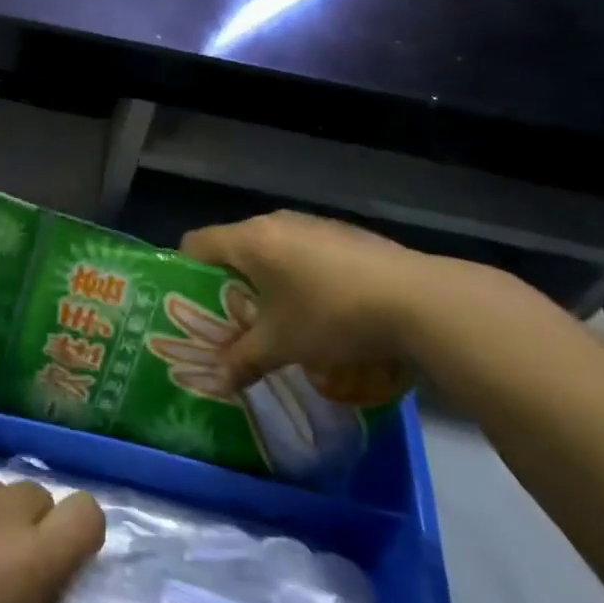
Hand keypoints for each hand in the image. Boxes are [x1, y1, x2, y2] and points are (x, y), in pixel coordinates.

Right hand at [181, 211, 470, 403]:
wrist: (417, 299)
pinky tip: (319, 309)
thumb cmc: (332, 315)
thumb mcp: (283, 344)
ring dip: (265, 280)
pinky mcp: (343, 234)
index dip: (185, 274)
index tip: (191, 308)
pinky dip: (298, 275)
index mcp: (249, 240)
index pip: (195, 243)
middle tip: (231, 322)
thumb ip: (244, 360)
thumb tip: (217, 380)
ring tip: (276, 320)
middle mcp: (275, 222)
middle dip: (228, 284)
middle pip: (232, 247)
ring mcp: (312, 224)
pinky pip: (302, 250)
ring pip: (270, 249)